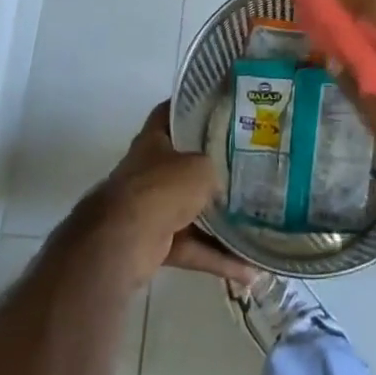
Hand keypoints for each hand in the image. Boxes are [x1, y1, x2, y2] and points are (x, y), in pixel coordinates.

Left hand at [88, 102, 257, 289]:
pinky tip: (246, 268)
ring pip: (190, 210)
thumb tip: (222, 187)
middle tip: (243, 165)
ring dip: (217, 221)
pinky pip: (191, 246)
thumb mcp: (200, 167)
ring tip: (252, 222)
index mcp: (153, 140)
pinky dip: (214, 257)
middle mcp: (149, 171)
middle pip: (182, 164)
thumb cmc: (162, 187)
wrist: (123, 240)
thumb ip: (214, 170)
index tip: (216, 106)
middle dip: (209, 168)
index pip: (170, 113)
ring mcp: (150, 208)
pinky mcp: (154, 243)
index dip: (189, 106)